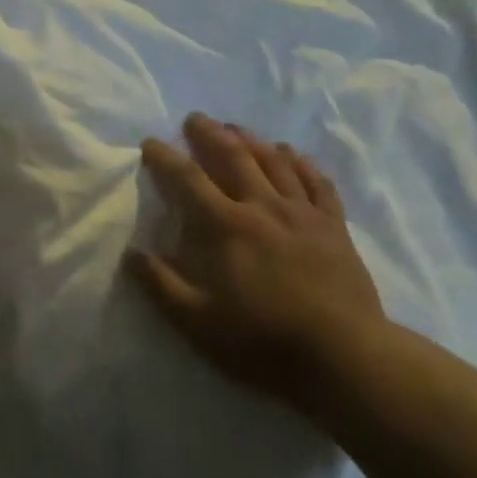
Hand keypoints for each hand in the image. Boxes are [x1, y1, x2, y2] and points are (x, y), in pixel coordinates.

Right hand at [127, 113, 385, 420]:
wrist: (345, 358)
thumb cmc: (264, 341)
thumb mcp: (198, 322)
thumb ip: (161, 284)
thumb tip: (131, 253)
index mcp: (225, 226)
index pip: (187, 178)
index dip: (165, 157)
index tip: (150, 142)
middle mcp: (262, 206)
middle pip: (233, 156)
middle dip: (210, 133)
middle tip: (195, 118)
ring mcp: (302, 213)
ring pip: (274, 162)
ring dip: (252, 140)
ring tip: (236, 128)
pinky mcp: (334, 225)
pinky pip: (317, 182)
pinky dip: (302, 163)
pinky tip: (292, 154)